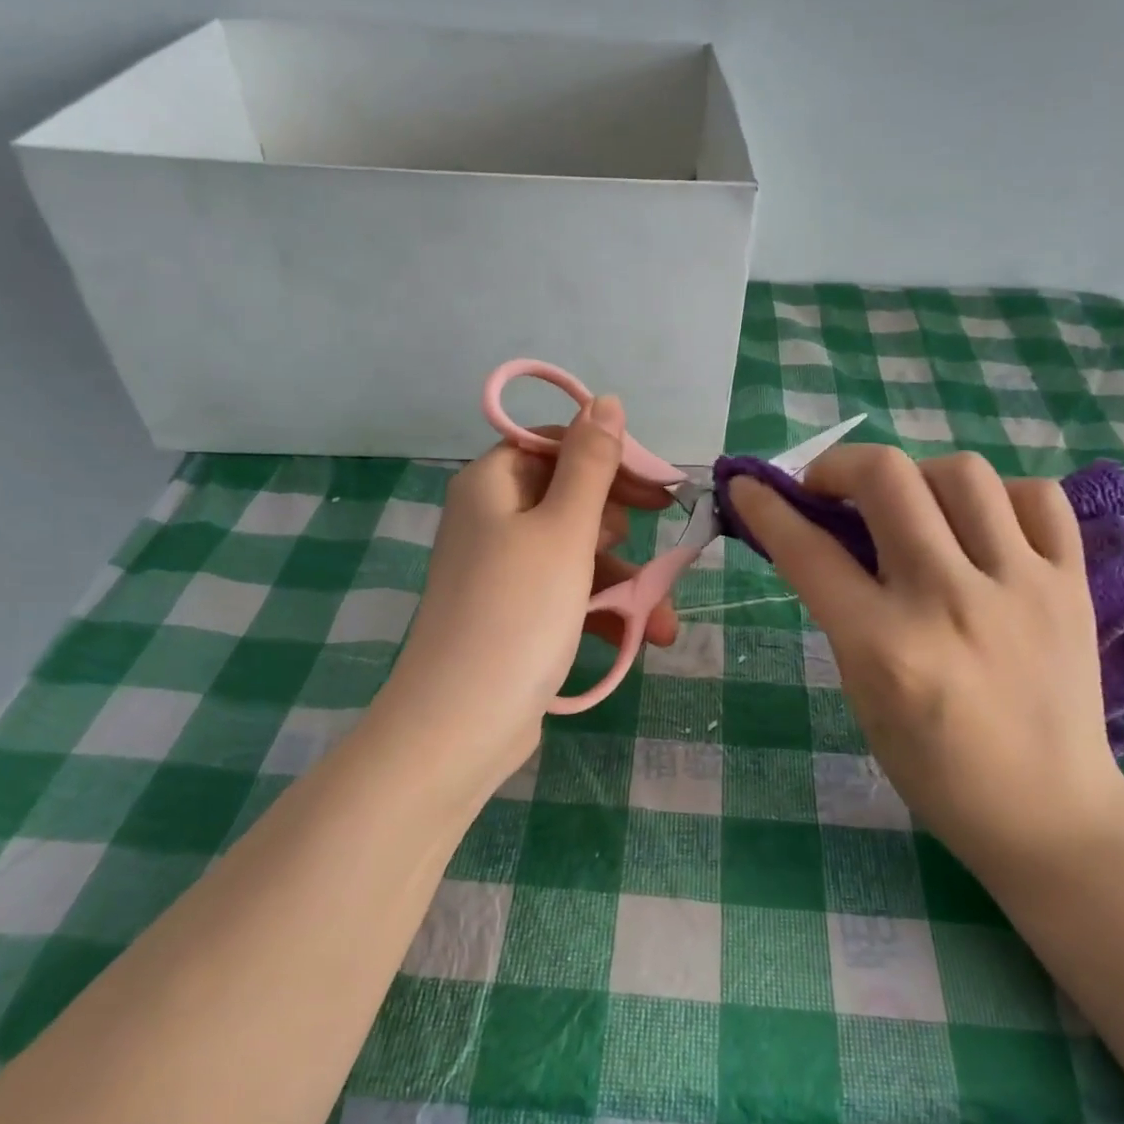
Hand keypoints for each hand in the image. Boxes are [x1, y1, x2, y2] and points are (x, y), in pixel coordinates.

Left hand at [377, 395, 680, 785]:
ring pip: (574, 554)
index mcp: (492, 484)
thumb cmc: (518, 611)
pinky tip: (640, 636)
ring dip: (624, 581)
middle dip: (623, 527)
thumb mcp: (564, 529)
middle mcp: (490, 519)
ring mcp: (499, 570)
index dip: (609, 459)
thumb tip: (605, 400)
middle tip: (660, 542)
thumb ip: (591, 463)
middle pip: (569, 499)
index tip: (657, 487)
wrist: (461, 722)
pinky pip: (564, 595)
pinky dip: (600, 610)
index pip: (556, 446)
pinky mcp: (512, 615)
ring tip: (662, 620)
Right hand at [729, 447, 1123, 875]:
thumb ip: (842, 611)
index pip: (808, 550)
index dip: (766, 508)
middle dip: (838, 466)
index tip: (748, 487)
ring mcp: (1020, 586)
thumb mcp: (862, 692)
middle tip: (830, 490)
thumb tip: (822, 538)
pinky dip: (999, 496)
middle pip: (887, 478)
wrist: (1047, 812)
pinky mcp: (1071, 584)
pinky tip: (981, 525)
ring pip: (961, 471)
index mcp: (885, 646)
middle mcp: (950, 601)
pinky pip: (1036, 497)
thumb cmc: (934, 768)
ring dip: (917, 477)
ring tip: (910, 507)